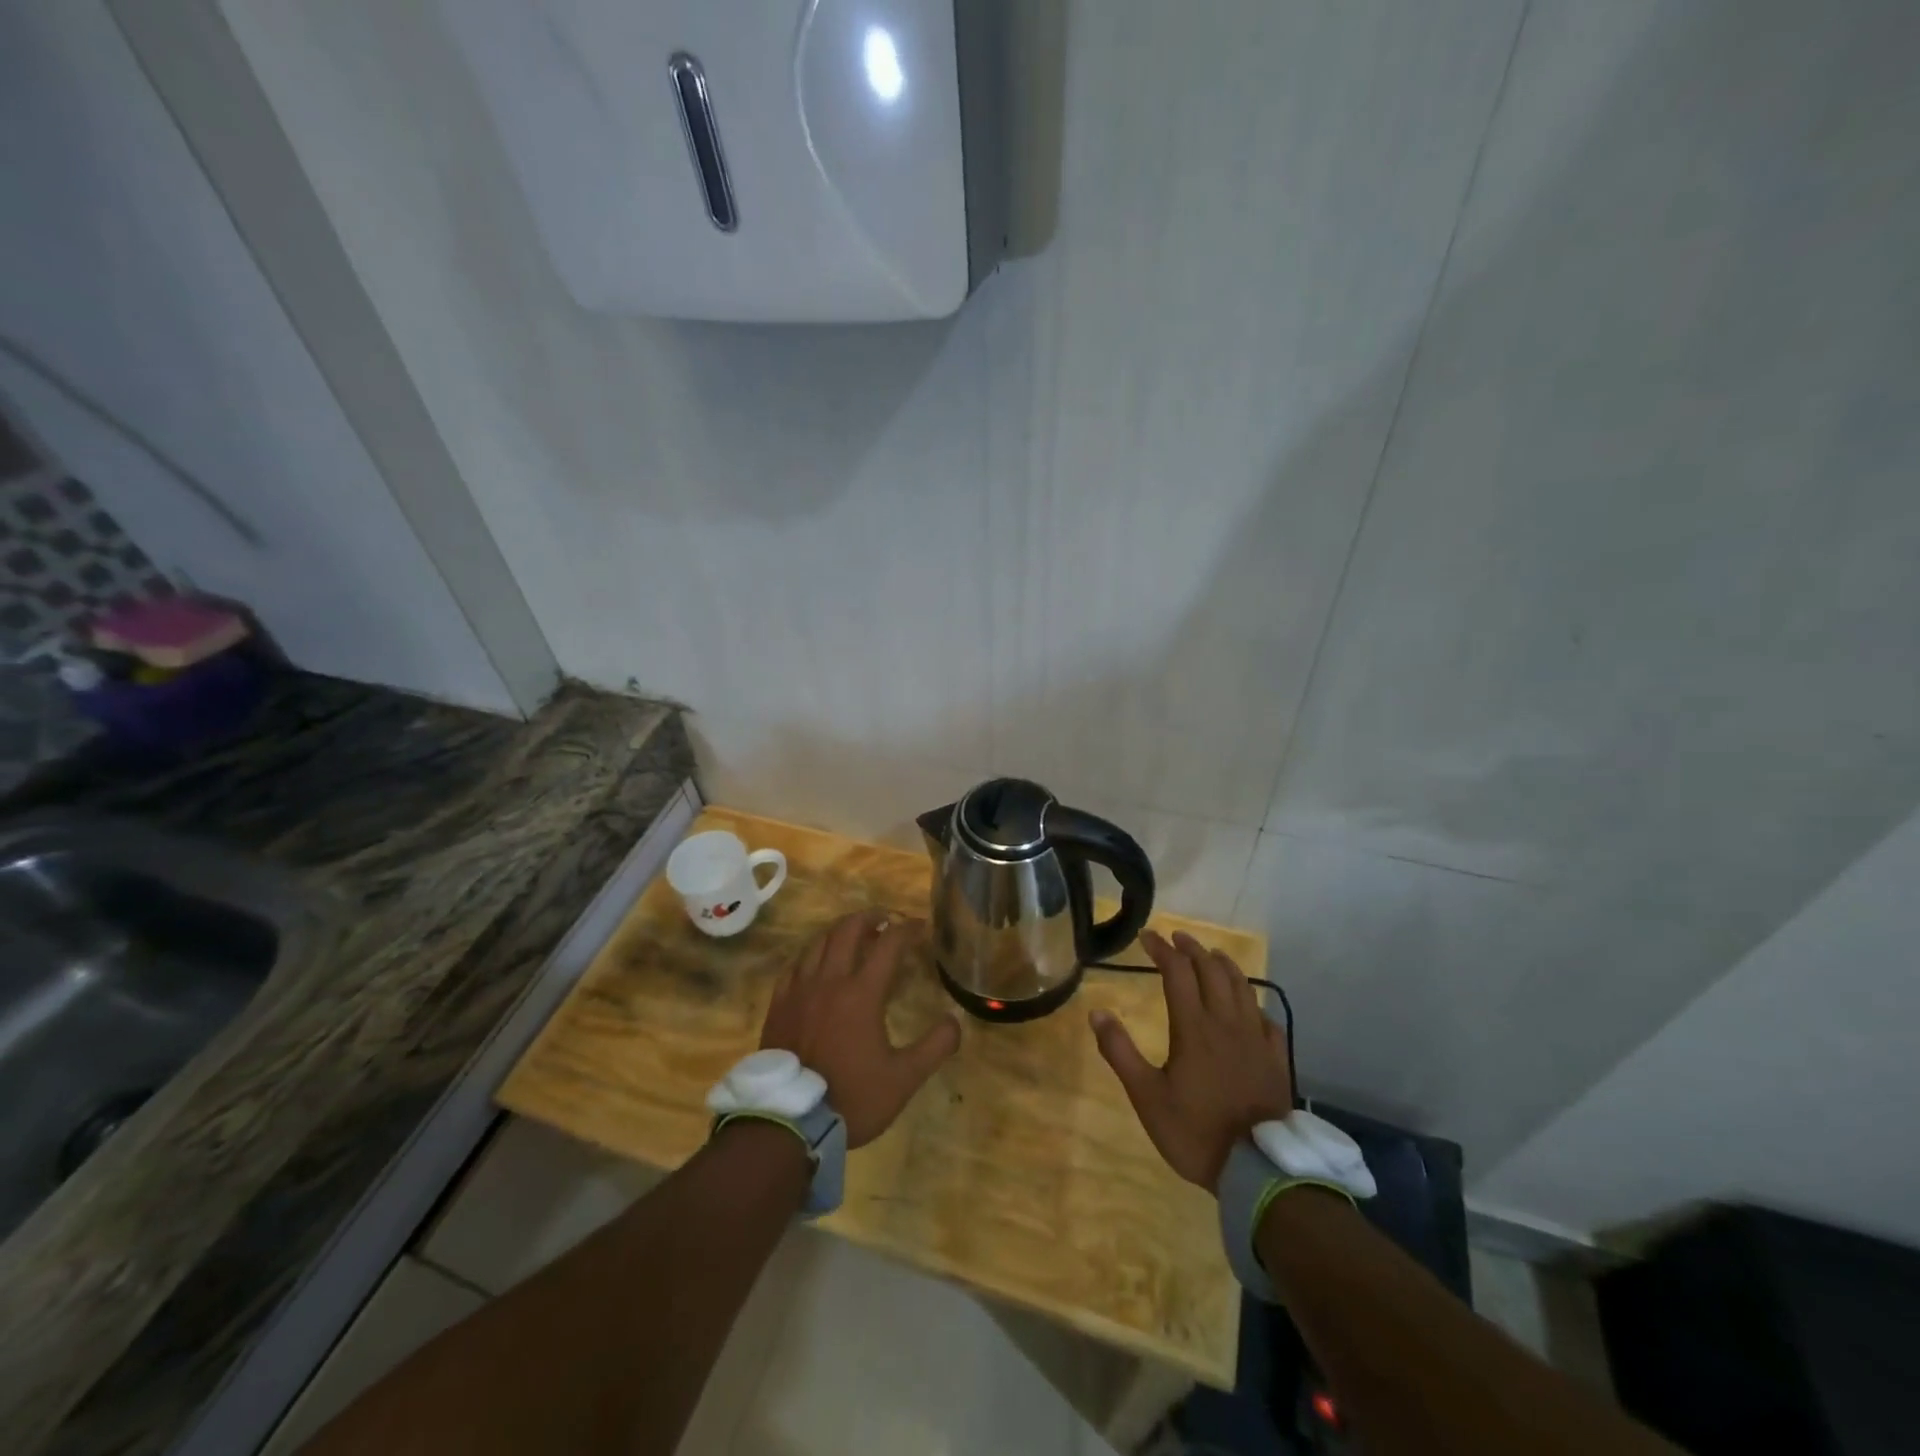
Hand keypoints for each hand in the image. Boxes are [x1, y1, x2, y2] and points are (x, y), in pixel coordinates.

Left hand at [760, 910, 961, 1147]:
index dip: (906, 929)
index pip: (888, 944)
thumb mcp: (904, 1079)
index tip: (919, 926)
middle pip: (848, 930)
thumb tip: (955, 1020)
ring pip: (819, 942)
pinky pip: (795, 965)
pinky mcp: (779, 1004)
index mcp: (862, 992)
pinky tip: (816, 962)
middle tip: (885, 921)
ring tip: (853, 935)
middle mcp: (830, 980)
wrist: (789, 1122)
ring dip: (840, 931)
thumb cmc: (852, 1098)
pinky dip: (811, 954)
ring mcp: (799, 990)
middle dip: (870, 918)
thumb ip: (934, 1047)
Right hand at [1090, 929, 1292, 1188]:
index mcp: (1193, 1028)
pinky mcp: (1276, 1059)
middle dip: (1192, 949)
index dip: (1162, 949)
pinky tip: (1249, 1006)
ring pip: (1243, 987)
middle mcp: (1226, 1023)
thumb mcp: (1146, 1096)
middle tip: (1176, 938)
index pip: (1177, 972)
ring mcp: (1256, 1039)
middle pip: (1211, 971)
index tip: (1147, 936)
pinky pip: (1267, 1019)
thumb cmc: (1195, 1132)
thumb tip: (1097, 1012)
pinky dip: (1253, 1002)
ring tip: (1212, 955)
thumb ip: (1120, 1051)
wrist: (1257, 1169)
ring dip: (1224, 965)